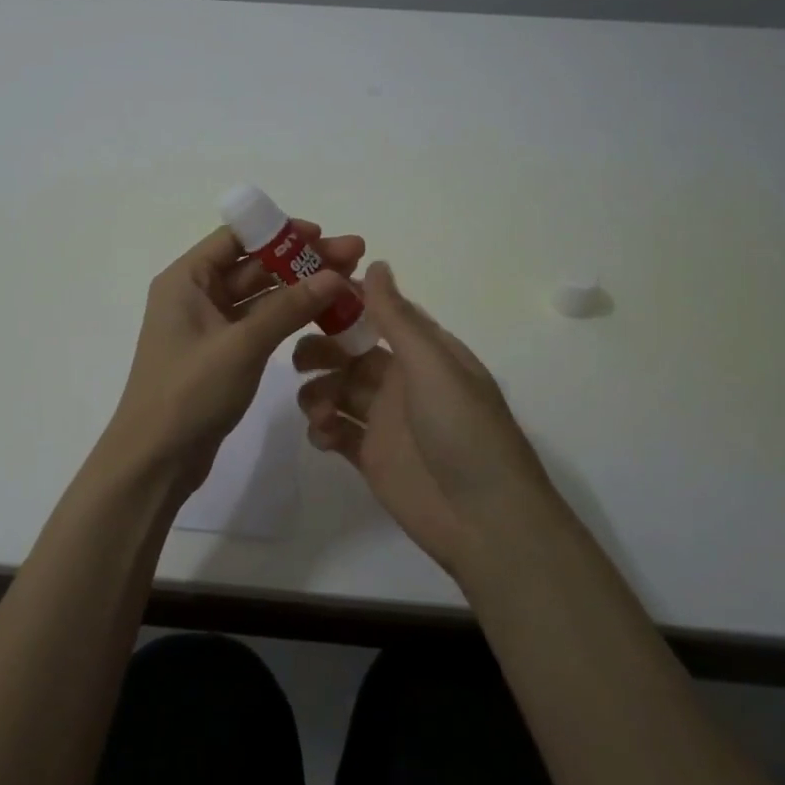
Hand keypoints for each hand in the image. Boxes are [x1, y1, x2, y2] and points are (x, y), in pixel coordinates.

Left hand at [105, 221, 364, 498]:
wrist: (156, 459)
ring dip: (301, 289)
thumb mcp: (242, 345)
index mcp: (186, 279)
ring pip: (261, 296)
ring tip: (350, 285)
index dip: (280, 232)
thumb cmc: (189, 392)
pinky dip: (290, 318)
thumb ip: (289, 308)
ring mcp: (209, 326)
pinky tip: (325, 315)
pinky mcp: (222, 354)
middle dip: (302, 261)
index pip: (236, 237)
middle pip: (254, 265)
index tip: (322, 235)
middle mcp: (195, 295)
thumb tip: (336, 276)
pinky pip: (260, 324)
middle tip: (355, 256)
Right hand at [294, 261, 564, 573]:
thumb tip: (375, 263)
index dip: (344, 304)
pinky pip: (335, 430)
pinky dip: (321, 428)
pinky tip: (323, 435)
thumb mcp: (433, 365)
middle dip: (321, 350)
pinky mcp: (370, 456)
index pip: (378, 315)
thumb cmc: (464, 431)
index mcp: (425, 353)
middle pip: (350, 352)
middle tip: (299, 360)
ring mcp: (385, 420)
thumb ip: (398, 318)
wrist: (485, 521)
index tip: (307, 296)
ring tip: (317, 409)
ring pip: (337, 390)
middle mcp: (403, 380)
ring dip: (317, 391)